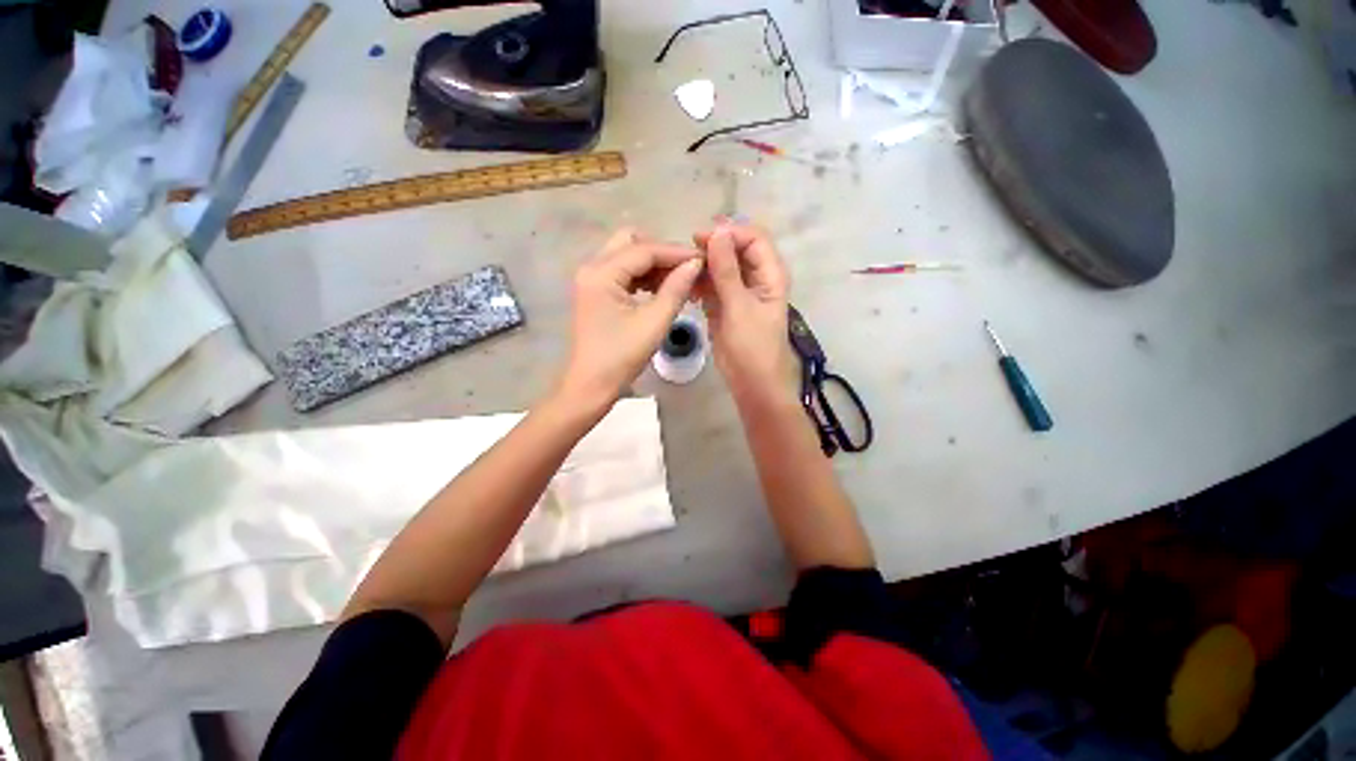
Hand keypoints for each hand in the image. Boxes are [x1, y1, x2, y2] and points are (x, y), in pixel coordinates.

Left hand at [556, 229, 704, 411]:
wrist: (591, 386)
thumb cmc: (621, 357)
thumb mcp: (654, 323)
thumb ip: (676, 289)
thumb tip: (695, 264)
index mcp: (601, 273)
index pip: (644, 249)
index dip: (676, 252)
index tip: (704, 260)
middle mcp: (592, 268)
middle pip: (631, 243)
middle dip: (662, 254)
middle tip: (687, 271)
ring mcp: (592, 280)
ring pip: (627, 257)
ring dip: (653, 266)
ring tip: (680, 282)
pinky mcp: (596, 293)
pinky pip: (623, 273)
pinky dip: (643, 277)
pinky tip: (662, 290)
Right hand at [693, 222, 793, 402]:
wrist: (751, 382)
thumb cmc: (753, 346)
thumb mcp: (739, 306)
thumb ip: (727, 270)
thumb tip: (717, 232)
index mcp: (770, 274)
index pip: (753, 238)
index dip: (729, 233)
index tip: (700, 238)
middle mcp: (756, 277)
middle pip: (735, 249)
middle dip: (712, 248)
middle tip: (686, 255)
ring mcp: (739, 291)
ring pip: (720, 267)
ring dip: (702, 267)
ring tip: (682, 272)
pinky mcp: (724, 305)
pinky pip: (711, 286)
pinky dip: (699, 285)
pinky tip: (686, 289)